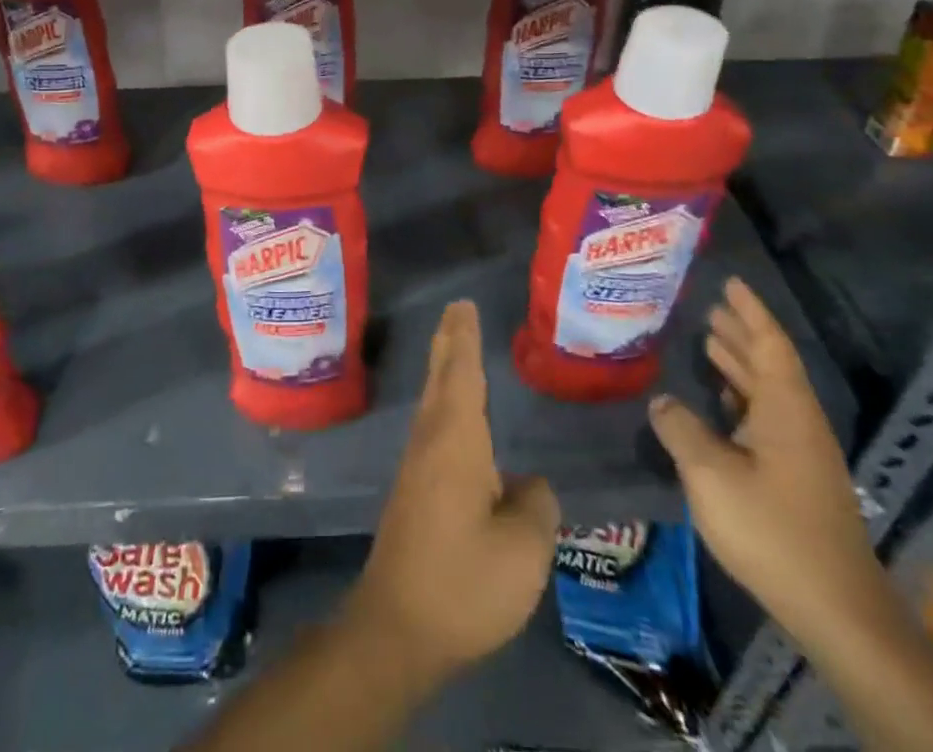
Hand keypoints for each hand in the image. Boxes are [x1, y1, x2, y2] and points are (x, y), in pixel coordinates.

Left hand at [346, 300, 560, 687]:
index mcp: (456, 440)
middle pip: (440, 378)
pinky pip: (434, 429)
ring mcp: (417, 466)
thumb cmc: (464, 581)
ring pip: (434, 402)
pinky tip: (458, 421)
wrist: (397, 627)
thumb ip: (535, 506)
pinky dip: (446, 404)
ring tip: (457, 348)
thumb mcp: (523, 550)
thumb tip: (529, 486)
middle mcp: (431, 441)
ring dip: (446, 370)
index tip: (464, 304)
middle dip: (449, 342)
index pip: (462, 373)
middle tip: (456, 310)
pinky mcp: (414, 492)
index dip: (464, 338)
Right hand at [647, 278, 884, 640]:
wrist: (838, 611)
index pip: (769, 345)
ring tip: (710, 341)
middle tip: (710, 307)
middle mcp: (799, 423)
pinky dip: (743, 397)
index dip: (750, 312)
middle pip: (771, 364)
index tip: (730, 283)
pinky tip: (722, 403)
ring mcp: (803, 453)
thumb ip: (681, 429)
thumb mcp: (711, 475)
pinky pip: (768, 418)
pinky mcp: (799, 479)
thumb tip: (662, 400)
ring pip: (769, 392)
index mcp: (786, 410)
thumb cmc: (773, 530)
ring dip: (741, 365)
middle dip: (741, 334)